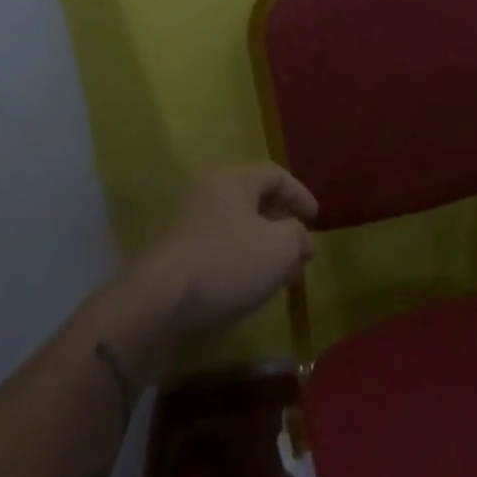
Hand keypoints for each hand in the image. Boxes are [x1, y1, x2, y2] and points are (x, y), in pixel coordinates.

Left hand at [138, 164, 317, 337]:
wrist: (160, 302)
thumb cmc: (228, 262)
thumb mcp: (280, 247)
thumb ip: (298, 235)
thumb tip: (299, 238)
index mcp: (234, 180)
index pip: (276, 174)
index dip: (301, 195)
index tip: (317, 220)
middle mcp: (210, 193)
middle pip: (257, 202)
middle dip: (285, 228)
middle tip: (301, 254)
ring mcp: (190, 224)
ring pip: (240, 229)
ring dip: (266, 249)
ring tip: (283, 279)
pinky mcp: (179, 254)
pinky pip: (221, 249)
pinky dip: (243, 262)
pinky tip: (252, 288)